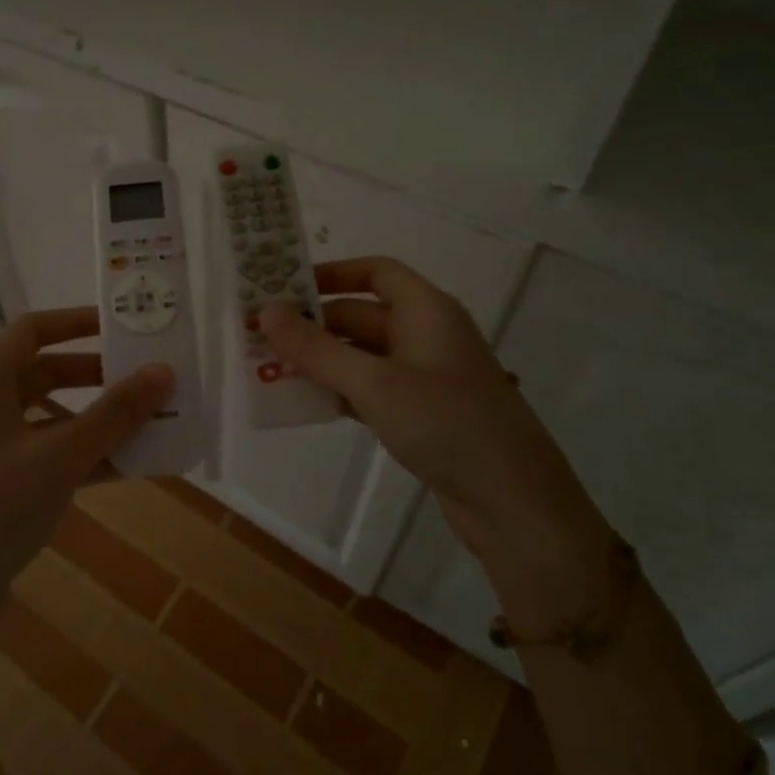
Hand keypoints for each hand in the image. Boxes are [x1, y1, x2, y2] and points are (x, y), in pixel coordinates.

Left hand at [0, 307, 173, 600]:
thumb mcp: (60, 455)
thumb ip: (114, 415)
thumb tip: (164, 372)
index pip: (31, 330)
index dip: (74, 321)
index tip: (120, 324)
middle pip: (44, 372)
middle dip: (95, 374)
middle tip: (142, 375)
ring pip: (52, 418)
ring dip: (96, 419)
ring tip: (146, 421)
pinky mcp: (1, 487)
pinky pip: (51, 456)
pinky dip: (86, 456)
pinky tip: (129, 466)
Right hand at [257, 257, 591, 547]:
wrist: (512, 501)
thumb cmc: (445, 423)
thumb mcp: (374, 382)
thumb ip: (317, 348)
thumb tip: (266, 311)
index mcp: (426, 310)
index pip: (376, 272)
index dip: (332, 274)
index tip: (285, 287)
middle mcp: (427, 335)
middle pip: (362, 315)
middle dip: (314, 324)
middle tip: (261, 336)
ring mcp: (426, 376)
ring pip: (363, 355)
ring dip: (322, 360)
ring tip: (271, 369)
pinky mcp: (423, 413)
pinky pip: (371, 388)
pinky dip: (340, 390)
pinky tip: (307, 403)